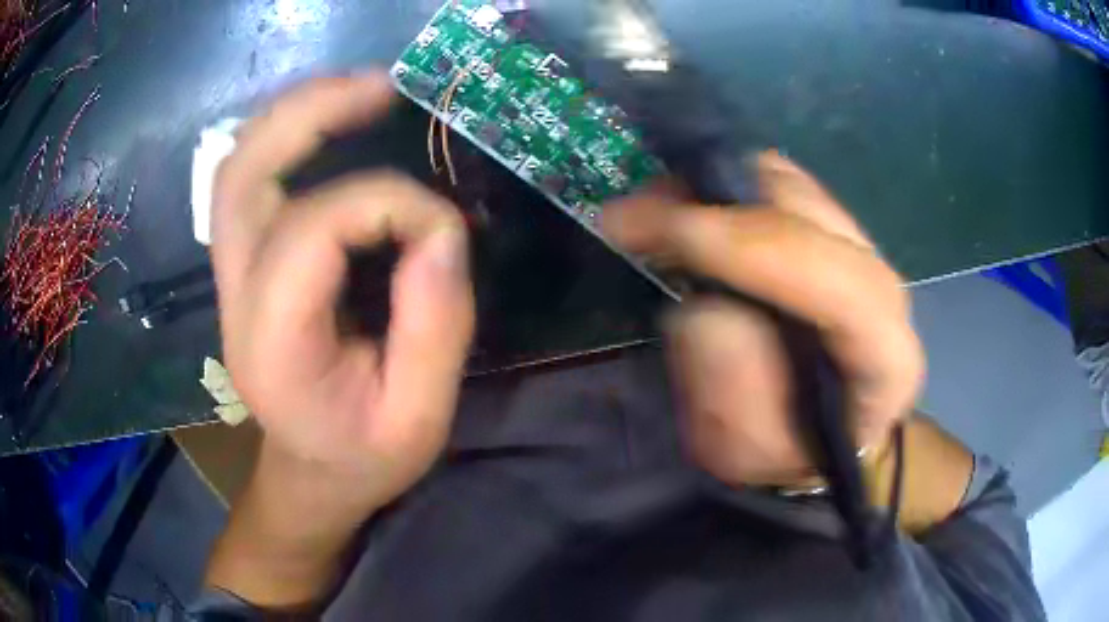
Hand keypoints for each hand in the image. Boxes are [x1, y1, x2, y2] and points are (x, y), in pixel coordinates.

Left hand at [211, 72, 474, 511]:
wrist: (310, 474)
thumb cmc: (364, 457)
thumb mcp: (420, 419)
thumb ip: (436, 326)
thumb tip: (440, 230)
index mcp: (274, 344)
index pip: (316, 229)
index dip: (390, 204)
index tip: (444, 228)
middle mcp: (236, 298)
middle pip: (244, 173)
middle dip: (311, 113)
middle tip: (382, 86)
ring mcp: (230, 277)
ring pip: (238, 165)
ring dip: (294, 114)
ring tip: (359, 91)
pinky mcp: (242, 266)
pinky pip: (248, 180)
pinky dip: (285, 138)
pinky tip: (330, 125)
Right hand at [602, 152, 924, 486]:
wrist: (827, 428)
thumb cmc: (790, 452)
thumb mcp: (746, 451)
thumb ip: (729, 390)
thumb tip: (702, 308)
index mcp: (885, 359)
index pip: (838, 284)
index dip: (752, 248)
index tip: (669, 233)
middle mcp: (883, 288)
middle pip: (808, 213)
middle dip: (715, 203)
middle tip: (635, 218)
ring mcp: (861, 249)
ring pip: (789, 185)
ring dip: (713, 189)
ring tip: (652, 214)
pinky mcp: (832, 230)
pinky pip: (776, 184)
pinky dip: (725, 188)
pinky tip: (687, 211)